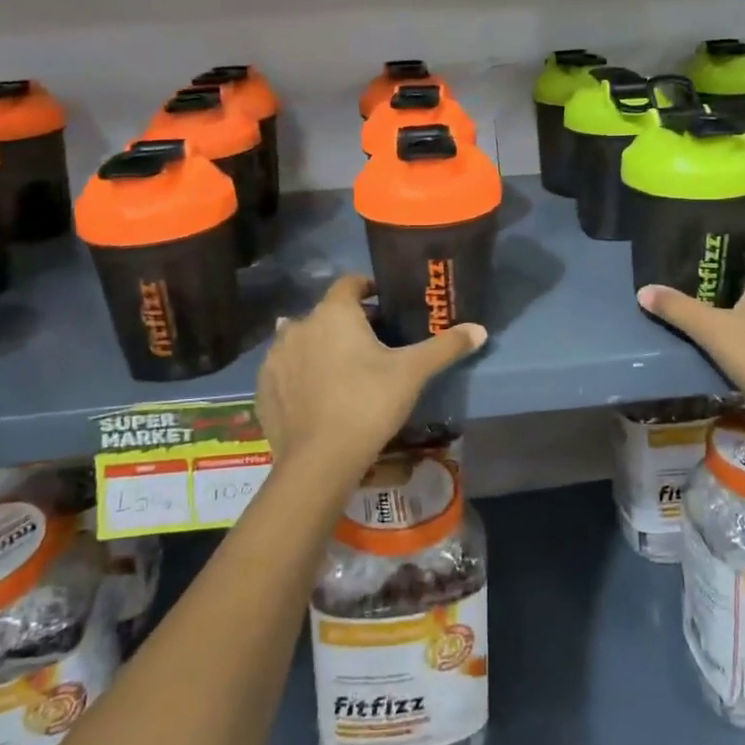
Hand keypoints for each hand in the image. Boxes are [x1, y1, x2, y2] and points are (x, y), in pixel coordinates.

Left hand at [256, 275, 486, 487]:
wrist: (319, 461)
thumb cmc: (368, 403)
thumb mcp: (412, 373)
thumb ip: (445, 346)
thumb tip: (480, 328)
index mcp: (334, 313)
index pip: (350, 283)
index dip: (368, 289)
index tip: (385, 306)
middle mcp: (299, 325)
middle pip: (326, 313)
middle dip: (348, 323)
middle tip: (373, 346)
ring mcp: (276, 356)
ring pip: (302, 339)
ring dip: (320, 346)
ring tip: (343, 370)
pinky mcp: (263, 386)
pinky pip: (285, 368)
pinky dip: (300, 373)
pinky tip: (317, 394)